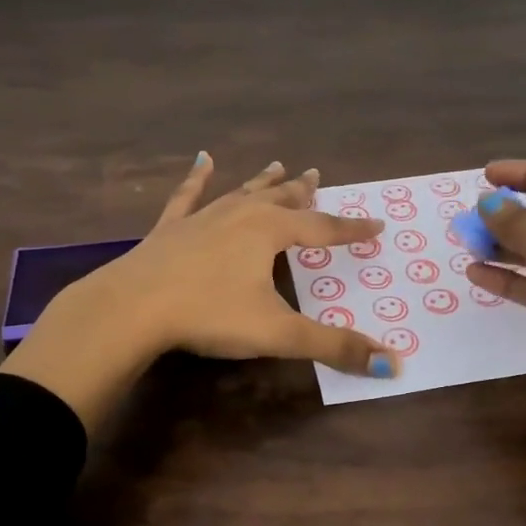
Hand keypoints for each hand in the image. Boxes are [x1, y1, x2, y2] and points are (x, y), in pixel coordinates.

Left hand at [0, 155, 399, 431]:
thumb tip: (392, 365)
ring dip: (263, 181)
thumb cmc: (210, 315)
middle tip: (317, 176)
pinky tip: (202, 160)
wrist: (132, 307)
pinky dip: (197, 178)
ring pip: (241, 192)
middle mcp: (240, 215)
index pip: (322, 228)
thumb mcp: (279, 333)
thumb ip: (334, 347)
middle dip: (303, 191)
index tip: (377, 224)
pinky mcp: (170, 228)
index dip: (352, 229)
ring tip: (279, 165)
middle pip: (281, 199)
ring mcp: (202, 217)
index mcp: (269, 232)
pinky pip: (189, 196)